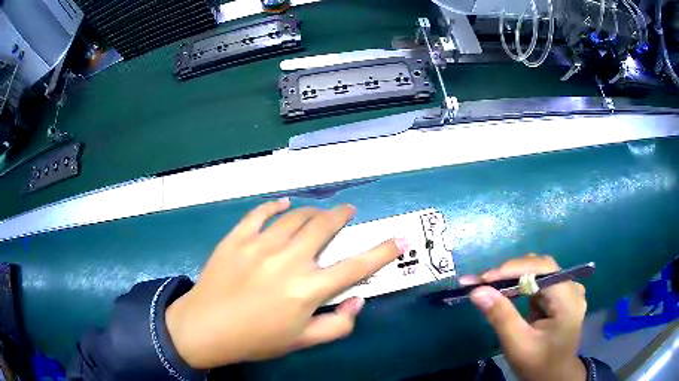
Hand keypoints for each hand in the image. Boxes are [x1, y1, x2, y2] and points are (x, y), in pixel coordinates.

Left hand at [165, 199, 407, 368]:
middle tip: (347, 212)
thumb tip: (357, 300)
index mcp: (308, 289)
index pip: (356, 267)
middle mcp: (289, 260)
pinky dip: (275, 205)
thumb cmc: (256, 339)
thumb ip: (337, 324)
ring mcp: (260, 244)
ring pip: (296, 217)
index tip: (399, 238)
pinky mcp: (237, 238)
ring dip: (313, 211)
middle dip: (341, 216)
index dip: (382, 252)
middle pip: (324, 228)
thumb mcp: (302, 342)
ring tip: (319, 212)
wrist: (206, 328)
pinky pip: (260, 213)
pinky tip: (284, 203)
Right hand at [461, 255, 587, 380]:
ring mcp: (567, 290)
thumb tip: (477, 291)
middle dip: (509, 272)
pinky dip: (518, 285)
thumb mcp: (518, 345)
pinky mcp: (560, 295)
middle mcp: (572, 287)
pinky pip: (538, 281)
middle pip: (540, 267)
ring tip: (488, 285)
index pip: (542, 269)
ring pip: (538, 271)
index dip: (512, 269)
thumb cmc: (538, 365)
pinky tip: (504, 291)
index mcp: (568, 299)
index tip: (482, 279)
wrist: (554, 376)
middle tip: (480, 282)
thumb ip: (501, 317)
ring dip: (512, 277)